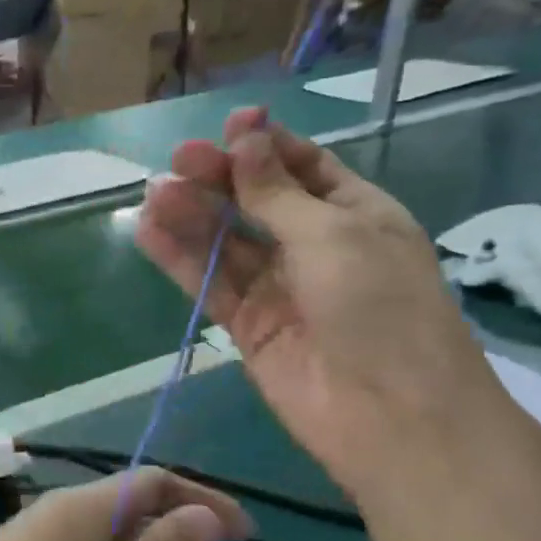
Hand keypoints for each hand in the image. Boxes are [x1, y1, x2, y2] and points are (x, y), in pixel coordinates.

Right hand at [135, 108, 510, 502]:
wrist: (390, 414)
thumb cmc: (379, 307)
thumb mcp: (332, 234)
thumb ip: (276, 192)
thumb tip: (246, 138)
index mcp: (354, 213)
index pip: (303, 166)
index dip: (265, 145)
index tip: (228, 126)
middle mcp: (314, 245)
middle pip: (256, 201)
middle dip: (219, 178)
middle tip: (179, 161)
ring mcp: (278, 287)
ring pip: (226, 241)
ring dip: (191, 216)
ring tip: (153, 194)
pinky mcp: (247, 325)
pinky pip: (209, 282)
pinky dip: (180, 258)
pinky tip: (149, 231)